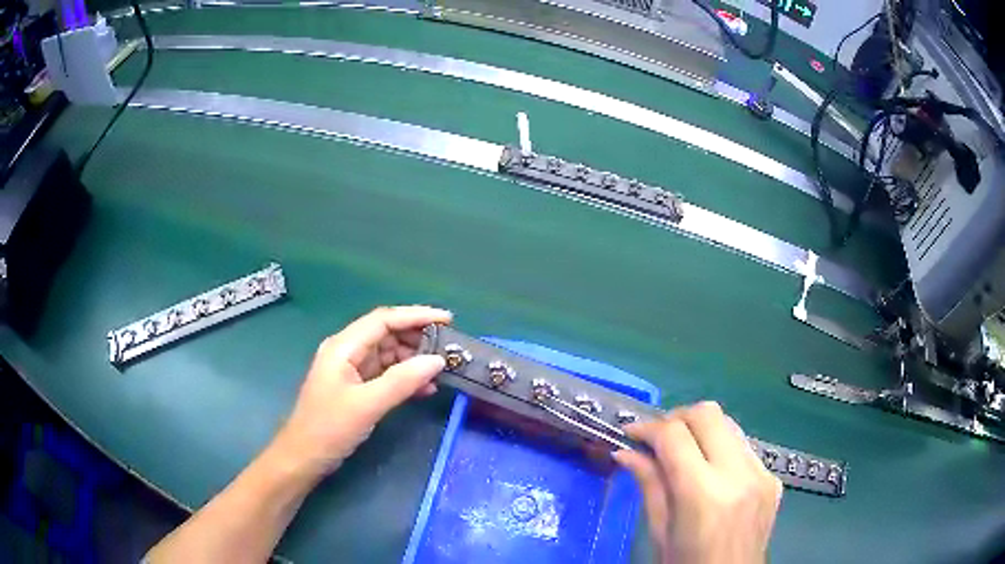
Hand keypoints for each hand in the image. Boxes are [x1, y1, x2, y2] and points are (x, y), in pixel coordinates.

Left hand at [271, 306, 451, 479]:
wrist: (304, 458)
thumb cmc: (329, 428)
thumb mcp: (367, 405)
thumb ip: (402, 381)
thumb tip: (437, 361)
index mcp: (343, 347)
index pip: (384, 320)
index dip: (416, 316)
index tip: (448, 320)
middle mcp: (348, 352)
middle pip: (387, 334)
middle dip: (418, 338)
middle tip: (450, 348)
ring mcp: (352, 370)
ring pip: (389, 355)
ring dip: (414, 360)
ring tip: (443, 369)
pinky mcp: (357, 388)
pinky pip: (387, 375)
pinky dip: (406, 379)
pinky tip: (426, 389)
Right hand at [613, 401, 781, 563]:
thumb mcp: (659, 532)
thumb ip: (649, 485)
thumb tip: (626, 452)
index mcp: (703, 494)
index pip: (674, 436)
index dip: (647, 427)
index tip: (630, 433)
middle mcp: (738, 474)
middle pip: (708, 413)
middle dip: (677, 417)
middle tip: (656, 437)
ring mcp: (761, 474)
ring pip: (729, 424)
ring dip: (701, 430)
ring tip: (682, 452)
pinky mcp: (773, 478)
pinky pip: (744, 447)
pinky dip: (721, 449)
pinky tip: (710, 472)